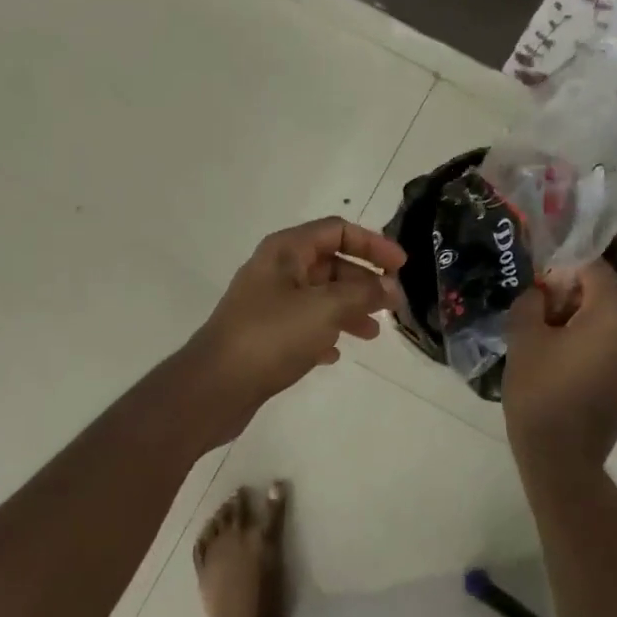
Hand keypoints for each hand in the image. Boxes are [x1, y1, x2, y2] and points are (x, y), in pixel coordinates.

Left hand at [189, 217, 406, 419]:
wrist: (215, 386)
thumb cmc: (272, 336)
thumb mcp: (325, 309)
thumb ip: (363, 294)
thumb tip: (390, 288)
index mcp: (286, 251)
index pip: (337, 231)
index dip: (372, 244)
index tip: (401, 266)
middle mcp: (276, 270)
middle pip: (330, 264)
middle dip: (364, 282)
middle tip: (393, 305)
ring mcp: (268, 303)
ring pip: (319, 296)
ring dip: (349, 309)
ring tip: (372, 333)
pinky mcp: (264, 334)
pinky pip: (304, 324)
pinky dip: (325, 333)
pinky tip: (335, 353)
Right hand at [502, 259, 616, 465]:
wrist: (562, 459)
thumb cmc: (541, 392)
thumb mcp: (524, 337)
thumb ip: (532, 300)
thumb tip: (542, 292)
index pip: (594, 269)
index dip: (562, 269)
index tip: (537, 284)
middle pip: (606, 294)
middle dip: (572, 295)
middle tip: (538, 312)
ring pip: (612, 320)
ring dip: (582, 319)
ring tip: (548, 338)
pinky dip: (594, 342)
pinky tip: (564, 359)